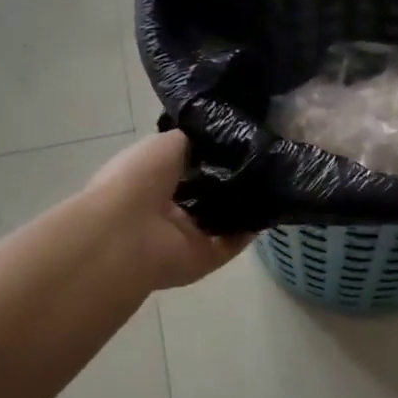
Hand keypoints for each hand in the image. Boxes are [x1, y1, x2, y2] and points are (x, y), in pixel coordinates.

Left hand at [82, 131, 252, 290]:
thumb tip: (218, 138)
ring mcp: (186, 237)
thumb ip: (192, 140)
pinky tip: (269, 204)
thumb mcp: (165, 143)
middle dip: (230, 179)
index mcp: (151, 181)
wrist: (126, 233)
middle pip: (206, 194)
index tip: (238, 140)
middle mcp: (168, 210)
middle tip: (260, 158)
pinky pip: (233, 243)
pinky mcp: (204, 259)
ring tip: (271, 177)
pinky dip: (250, 228)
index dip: (210, 155)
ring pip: (221, 220)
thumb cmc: (138, 179)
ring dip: (244, 202)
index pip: (186, 168)